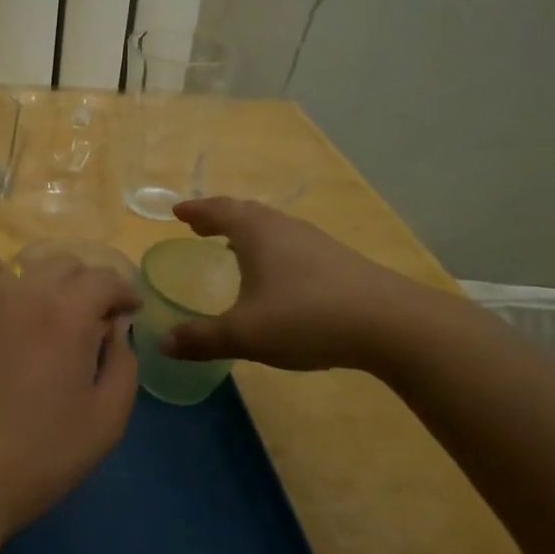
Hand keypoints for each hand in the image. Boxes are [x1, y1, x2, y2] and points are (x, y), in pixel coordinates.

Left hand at [0, 255, 140, 539]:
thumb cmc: (36, 456)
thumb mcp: (105, 421)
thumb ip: (123, 364)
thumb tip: (116, 330)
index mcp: (65, 312)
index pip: (104, 278)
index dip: (124, 292)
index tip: (130, 312)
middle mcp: (20, 290)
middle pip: (63, 264)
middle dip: (86, 285)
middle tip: (92, 319)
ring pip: (22, 269)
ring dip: (45, 285)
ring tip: (48, 320)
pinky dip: (7, 295)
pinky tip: (7, 327)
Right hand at [161, 197, 436, 372]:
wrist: (390, 324)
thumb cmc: (306, 318)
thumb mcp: (244, 334)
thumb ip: (201, 338)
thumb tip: (163, 343)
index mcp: (257, 232)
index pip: (218, 210)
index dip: (195, 210)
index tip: (176, 212)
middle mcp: (285, 227)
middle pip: (246, 213)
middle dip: (219, 218)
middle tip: (200, 227)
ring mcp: (316, 242)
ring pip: (272, 228)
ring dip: (247, 233)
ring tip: (232, 248)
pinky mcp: (339, 262)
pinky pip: (292, 245)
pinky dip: (271, 250)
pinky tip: (276, 276)